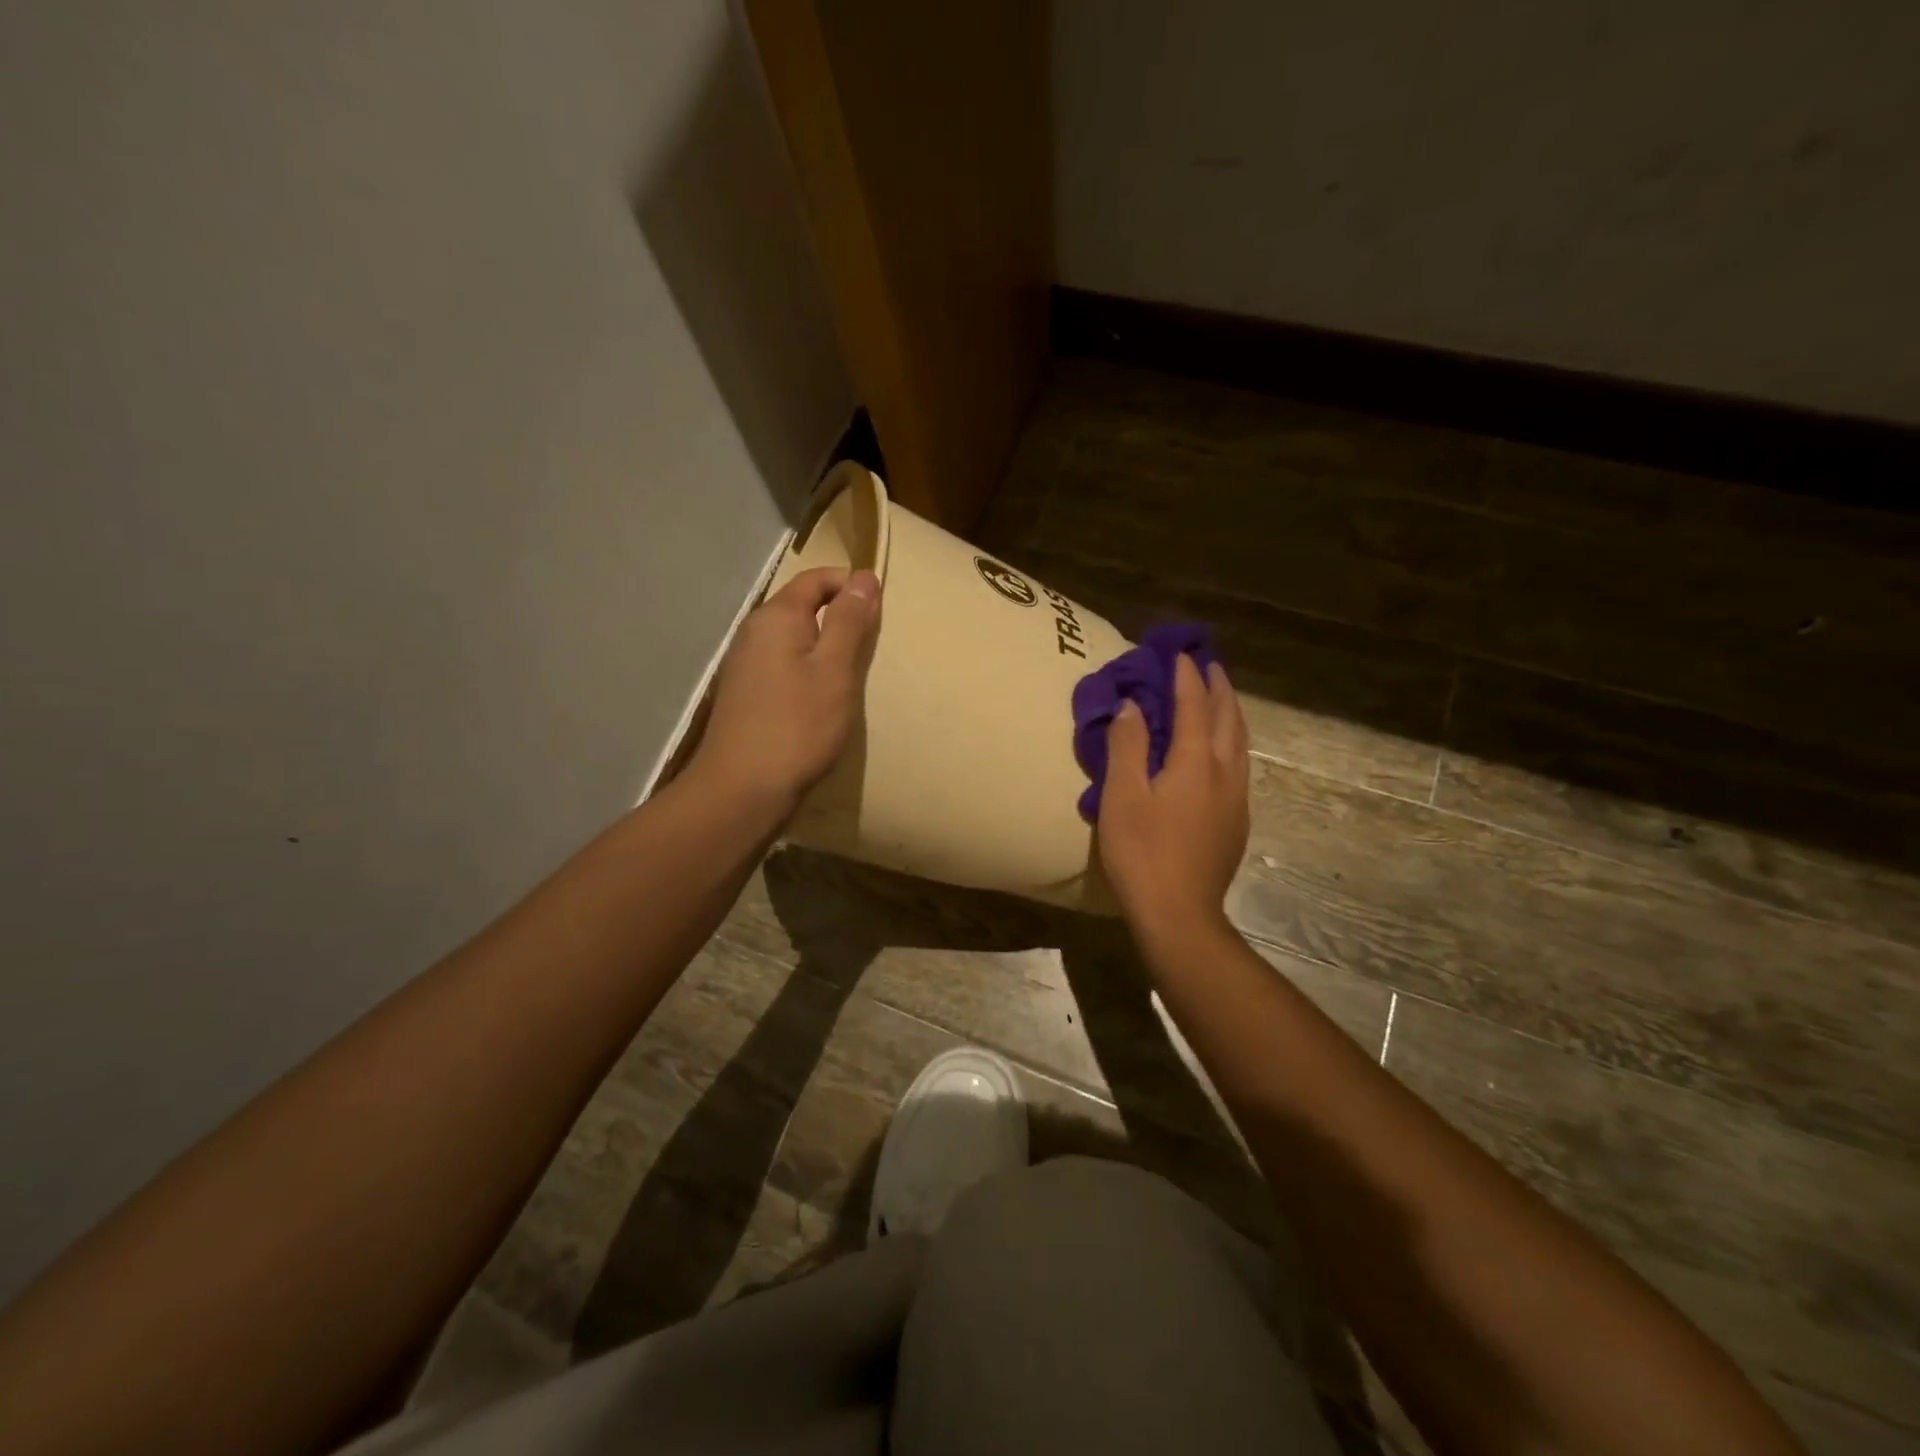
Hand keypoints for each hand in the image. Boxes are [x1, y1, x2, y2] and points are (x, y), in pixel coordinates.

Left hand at [690, 566, 880, 820]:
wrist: (742, 790)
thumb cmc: (797, 726)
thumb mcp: (835, 670)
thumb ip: (849, 622)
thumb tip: (862, 577)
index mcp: (776, 617)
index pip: (816, 578)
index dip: (850, 584)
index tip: (881, 609)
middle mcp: (754, 633)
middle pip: (803, 607)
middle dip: (840, 617)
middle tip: (873, 646)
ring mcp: (745, 666)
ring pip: (794, 640)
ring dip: (825, 649)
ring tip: (853, 675)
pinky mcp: (746, 695)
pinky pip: (784, 667)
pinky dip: (809, 672)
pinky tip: (822, 700)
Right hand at [1096, 655, 1249, 949]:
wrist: (1179, 914)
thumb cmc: (1142, 853)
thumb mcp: (1122, 796)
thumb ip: (1127, 747)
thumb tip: (1131, 707)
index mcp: (1197, 763)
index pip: (1194, 706)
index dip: (1186, 678)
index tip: (1178, 653)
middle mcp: (1225, 774)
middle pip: (1229, 719)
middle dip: (1218, 688)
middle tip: (1207, 665)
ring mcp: (1236, 800)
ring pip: (1240, 743)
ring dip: (1229, 713)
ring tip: (1218, 698)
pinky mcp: (1236, 823)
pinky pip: (1238, 765)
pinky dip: (1230, 742)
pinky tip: (1219, 752)